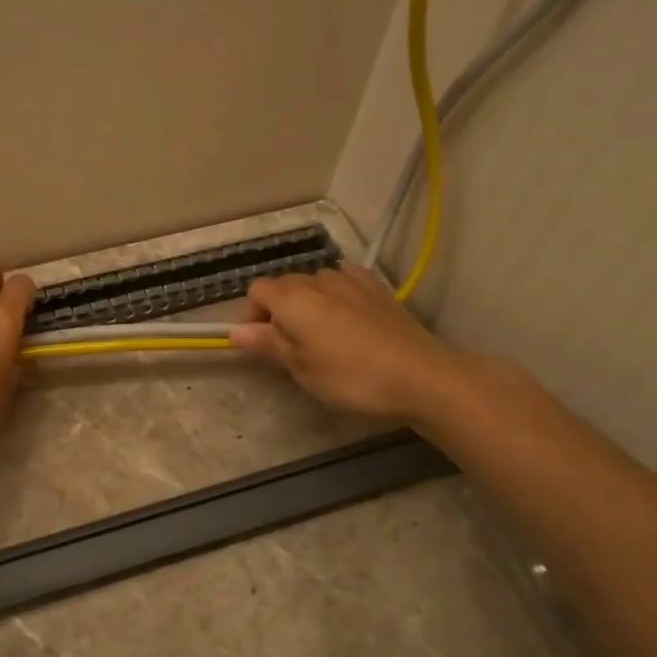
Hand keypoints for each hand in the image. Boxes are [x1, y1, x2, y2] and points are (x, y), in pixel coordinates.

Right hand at [230, 262, 473, 428]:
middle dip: (277, 309)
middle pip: (284, 284)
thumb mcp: (302, 368)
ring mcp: (350, 280)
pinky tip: (345, 314)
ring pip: (314, 282)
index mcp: (292, 299)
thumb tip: (235, 332)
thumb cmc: (352, 377)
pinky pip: (344, 279)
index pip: (256, 291)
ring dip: (308, 302)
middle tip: (289, 347)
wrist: (422, 376)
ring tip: (320, 334)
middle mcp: (317, 280)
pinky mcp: (377, 288)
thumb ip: (268, 344)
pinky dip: (336, 293)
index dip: (251, 315)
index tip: (261, 344)